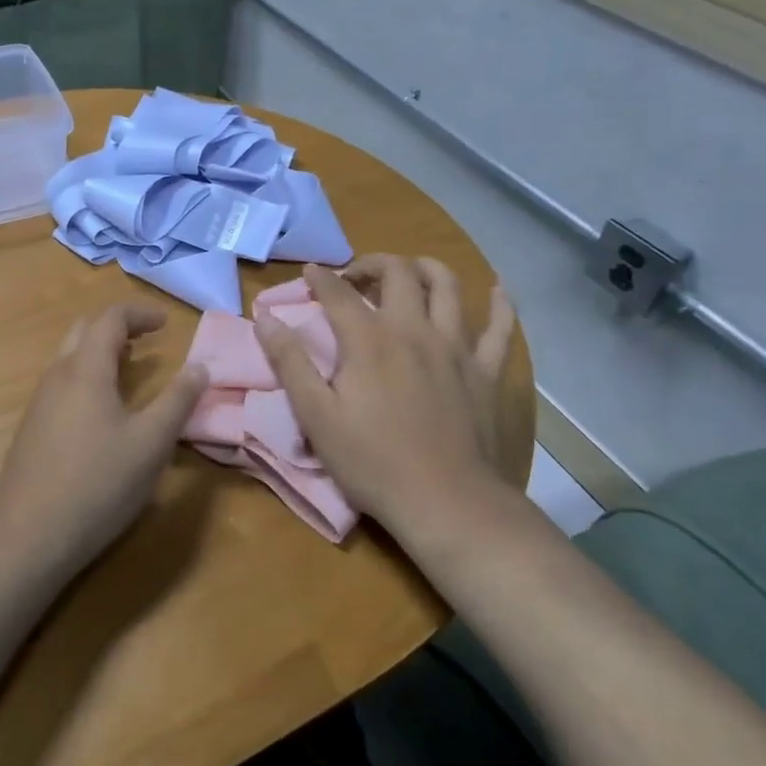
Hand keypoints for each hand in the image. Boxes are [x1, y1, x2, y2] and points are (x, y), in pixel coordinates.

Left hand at [0, 303, 208, 577]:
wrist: (27, 535)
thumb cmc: (97, 484)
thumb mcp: (150, 443)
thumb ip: (178, 401)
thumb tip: (199, 367)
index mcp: (85, 369)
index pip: (111, 319)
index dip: (140, 313)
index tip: (166, 323)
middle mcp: (58, 375)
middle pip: (85, 330)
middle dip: (118, 327)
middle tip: (148, 340)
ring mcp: (40, 401)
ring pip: (70, 357)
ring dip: (101, 352)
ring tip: (130, 369)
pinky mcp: (33, 427)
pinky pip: (63, 382)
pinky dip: (88, 375)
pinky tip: (103, 409)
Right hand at [253, 257, 517, 549]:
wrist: (446, 502)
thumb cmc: (372, 461)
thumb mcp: (316, 415)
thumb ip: (289, 361)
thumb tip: (265, 318)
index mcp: (369, 340)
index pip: (339, 292)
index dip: (320, 277)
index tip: (309, 272)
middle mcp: (414, 330)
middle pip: (398, 273)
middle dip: (373, 263)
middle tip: (356, 278)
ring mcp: (456, 347)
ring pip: (447, 285)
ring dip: (425, 268)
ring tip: (409, 273)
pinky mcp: (487, 371)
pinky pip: (501, 328)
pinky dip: (500, 304)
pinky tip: (497, 289)